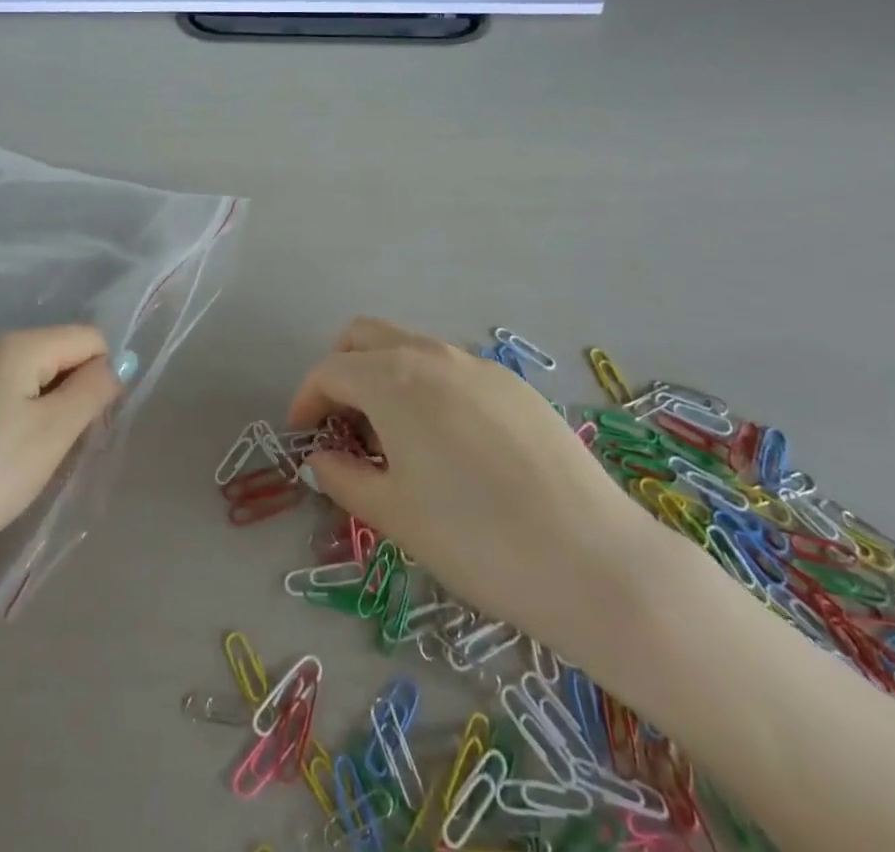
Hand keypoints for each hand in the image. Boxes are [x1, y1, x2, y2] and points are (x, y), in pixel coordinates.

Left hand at [0, 326, 119, 596]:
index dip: (101, 378)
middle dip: (66, 399)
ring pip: (15, 384)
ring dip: (31, 416)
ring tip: (13, 469)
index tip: (86, 428)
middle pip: (51, 358)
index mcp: (16, 346)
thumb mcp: (50, 436)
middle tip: (53, 455)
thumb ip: (92, 391)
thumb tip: (115, 363)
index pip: (89, 338)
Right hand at [288, 318, 682, 682]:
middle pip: (366, 336)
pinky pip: (451, 368)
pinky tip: (446, 440)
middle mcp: (432, 355)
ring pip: (410, 346)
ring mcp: (479, 365)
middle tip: (340, 422)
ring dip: (384, 374)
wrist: (592, 559)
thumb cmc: (476, 539)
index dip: (307, 398)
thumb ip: (344, 478)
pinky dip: (426, 385)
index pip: (330, 369)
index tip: (302, 435)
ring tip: (390, 434)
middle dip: (341, 369)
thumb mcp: (394, 515)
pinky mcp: (514, 384)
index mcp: (394, 379)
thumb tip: (322, 459)